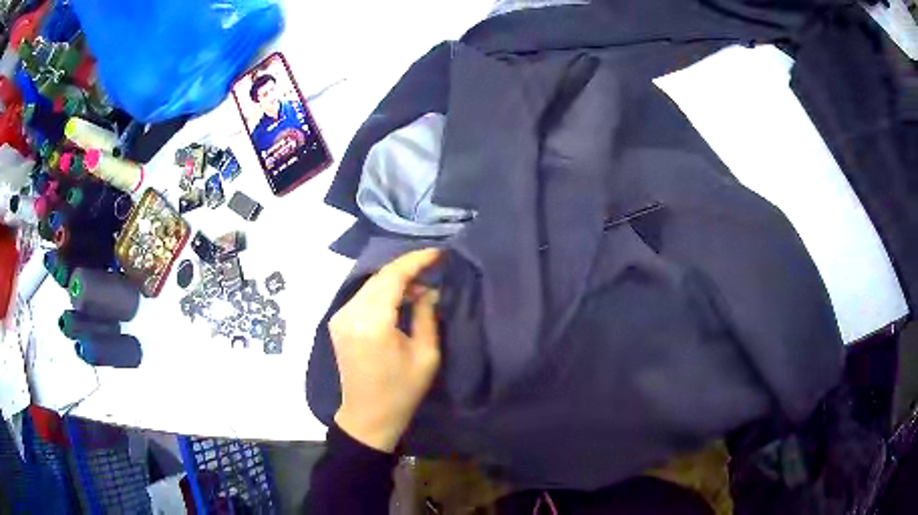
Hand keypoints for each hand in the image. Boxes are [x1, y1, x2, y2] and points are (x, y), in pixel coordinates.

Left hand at [330, 248, 442, 452]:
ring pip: (370, 284)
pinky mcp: (338, 322)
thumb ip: (427, 315)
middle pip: (379, 277)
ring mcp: (340, 317)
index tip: (439, 253)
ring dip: (395, 280)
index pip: (393, 277)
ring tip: (421, 285)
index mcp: (372, 323)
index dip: (416, 261)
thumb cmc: (401, 391)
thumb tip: (429, 290)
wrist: (368, 416)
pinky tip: (400, 298)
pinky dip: (382, 291)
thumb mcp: (426, 355)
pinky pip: (363, 296)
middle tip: (433, 268)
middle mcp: (349, 314)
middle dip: (407, 268)